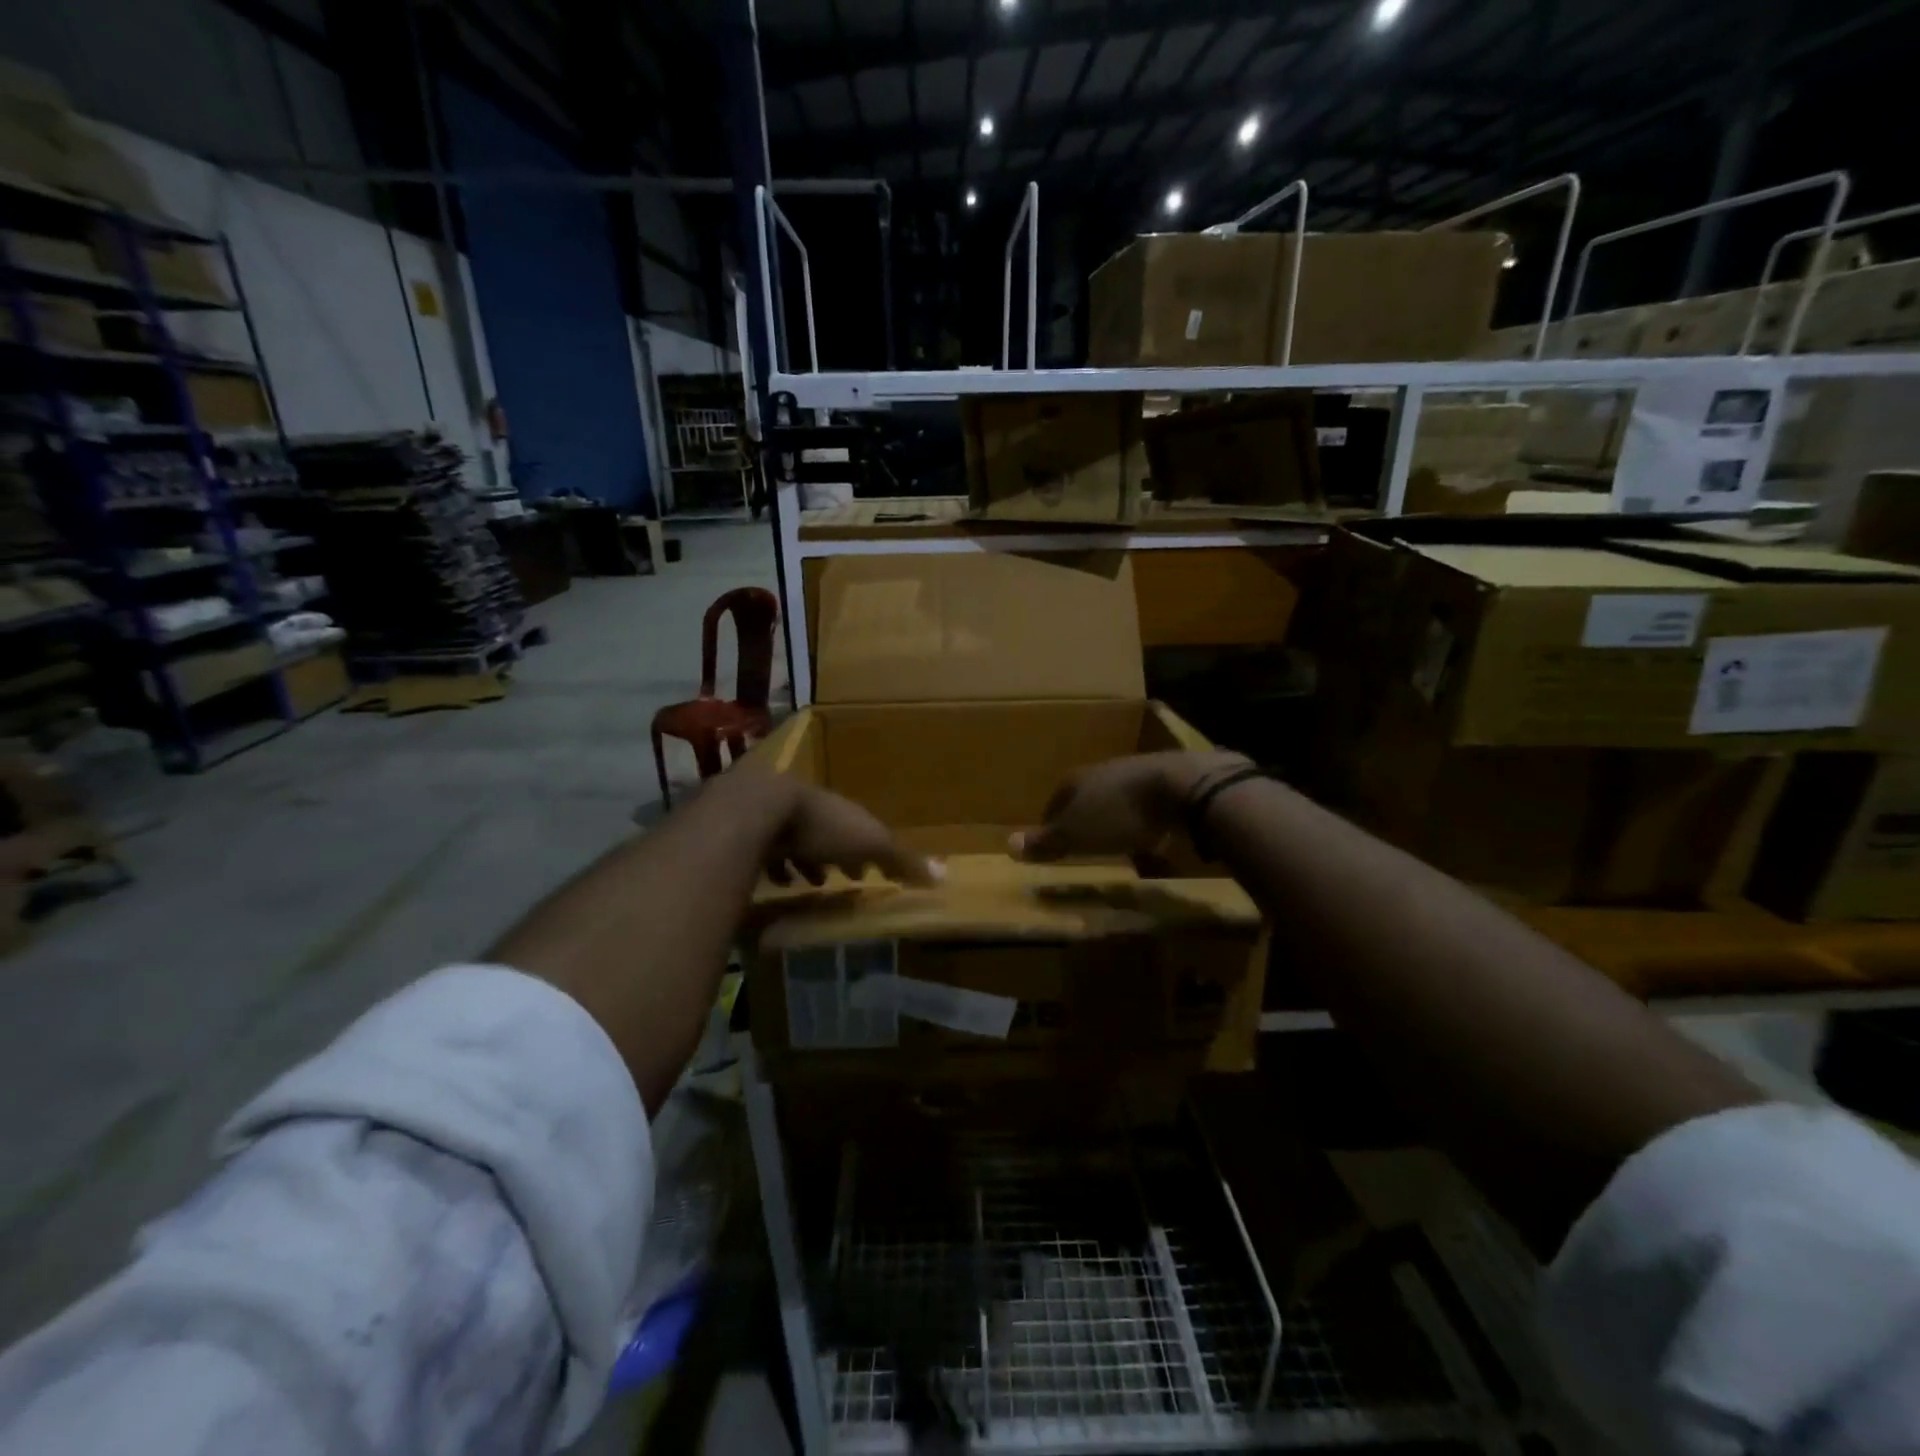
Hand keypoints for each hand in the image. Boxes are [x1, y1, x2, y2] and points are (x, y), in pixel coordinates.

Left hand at [766, 782, 941, 887]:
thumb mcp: (869, 844)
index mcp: (845, 812)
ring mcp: (782, 819)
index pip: (864, 831)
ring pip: (800, 841)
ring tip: (809, 884)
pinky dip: (777, 867)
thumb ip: (901, 860)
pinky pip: (768, 852)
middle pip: (832, 834)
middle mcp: (816, 811)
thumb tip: (944, 876)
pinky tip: (778, 882)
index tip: (875, 872)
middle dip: (839, 854)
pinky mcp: (754, 833)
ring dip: (807, 861)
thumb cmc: (822, 826)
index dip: (872, 851)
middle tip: (845, 876)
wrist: (761, 808)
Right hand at [1012, 751, 1250, 861]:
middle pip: (1088, 798)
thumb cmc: (1120, 813)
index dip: (1052, 824)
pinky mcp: (1171, 782)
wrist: (1183, 786)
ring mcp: (1139, 773)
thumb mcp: (1076, 834)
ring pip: (1120, 800)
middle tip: (1085, 845)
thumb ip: (1046, 841)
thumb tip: (1008, 845)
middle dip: (1087, 820)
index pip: (1056, 801)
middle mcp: (1105, 771)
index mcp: (1078, 779)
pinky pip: (1151, 807)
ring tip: (1120, 845)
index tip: (1053, 845)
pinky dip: (1148, 822)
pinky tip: (1155, 839)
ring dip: (1118, 821)